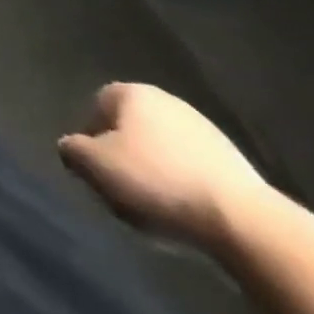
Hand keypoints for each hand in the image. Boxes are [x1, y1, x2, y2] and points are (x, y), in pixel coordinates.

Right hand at [59, 83, 271, 249]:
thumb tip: (70, 147)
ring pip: (163, 147)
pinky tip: (188, 211)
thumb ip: (73, 150)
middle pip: (132, 126)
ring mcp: (204, 128)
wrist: (244, 221)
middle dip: (125, 153)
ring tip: (157, 206)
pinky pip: (193, 168)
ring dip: (156, 170)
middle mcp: (166, 99)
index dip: (92, 138)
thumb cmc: (157, 182)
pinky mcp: (234, 161)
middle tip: (123, 188)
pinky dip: (185, 184)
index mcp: (132, 92)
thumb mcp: (96, 167)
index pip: (98, 106)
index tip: (97, 171)